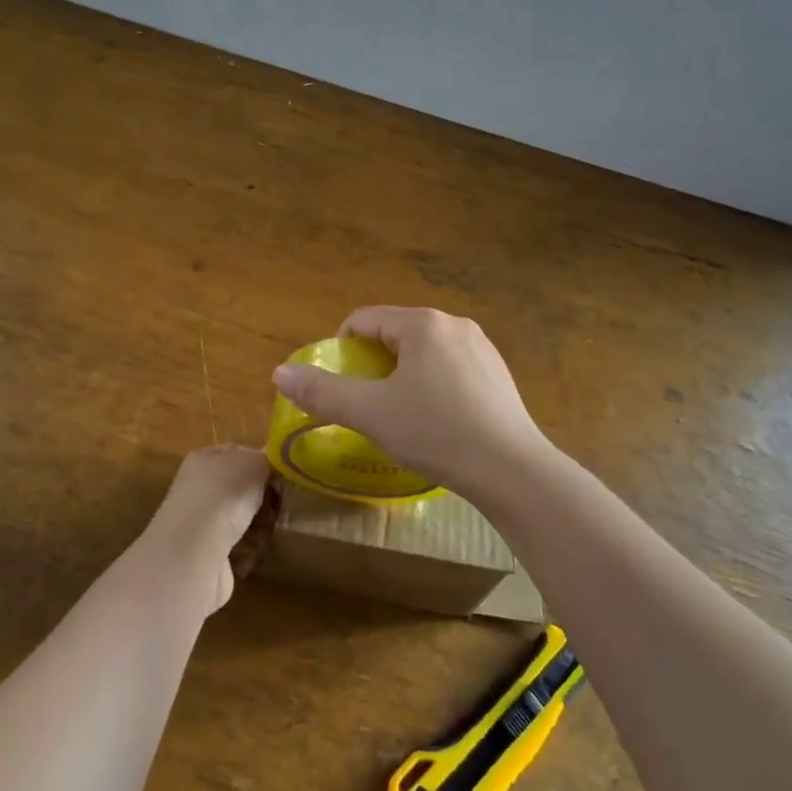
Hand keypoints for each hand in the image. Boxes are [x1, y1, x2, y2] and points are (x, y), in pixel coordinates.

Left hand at [141, 446, 272, 614]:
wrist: (194, 554)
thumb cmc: (224, 496)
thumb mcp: (254, 464)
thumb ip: (266, 458)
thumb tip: (273, 460)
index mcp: (204, 458)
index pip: (238, 452)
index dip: (262, 461)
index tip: (283, 473)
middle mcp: (198, 487)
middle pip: (241, 486)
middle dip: (263, 495)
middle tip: (281, 501)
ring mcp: (200, 522)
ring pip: (240, 517)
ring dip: (258, 524)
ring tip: (271, 528)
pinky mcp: (206, 554)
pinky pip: (237, 547)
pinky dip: (249, 550)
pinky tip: (256, 551)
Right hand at [271, 307, 554, 498]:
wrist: (512, 470)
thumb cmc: (436, 433)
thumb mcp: (371, 414)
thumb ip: (323, 392)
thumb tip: (279, 372)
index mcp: (422, 324)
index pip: (364, 320)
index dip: (342, 349)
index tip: (341, 385)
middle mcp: (453, 323)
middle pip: (395, 333)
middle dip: (374, 364)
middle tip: (370, 405)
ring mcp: (481, 346)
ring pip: (424, 351)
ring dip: (403, 375)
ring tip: (403, 416)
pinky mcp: (497, 371)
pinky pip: (450, 366)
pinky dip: (433, 384)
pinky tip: (439, 421)